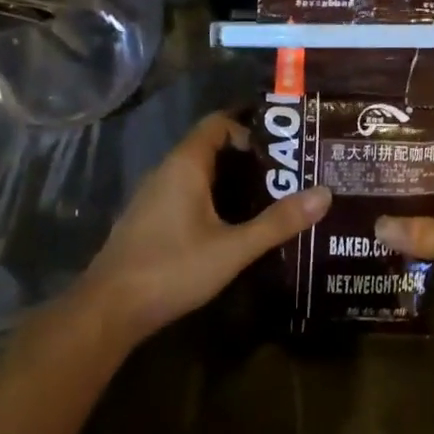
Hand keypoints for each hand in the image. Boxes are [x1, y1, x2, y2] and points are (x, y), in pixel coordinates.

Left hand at [80, 112, 329, 342]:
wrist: (108, 310)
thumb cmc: (172, 269)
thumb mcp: (233, 248)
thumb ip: (278, 222)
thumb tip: (325, 193)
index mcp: (185, 165)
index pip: (218, 123)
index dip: (250, 128)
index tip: (282, 149)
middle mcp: (166, 171)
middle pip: (210, 148)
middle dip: (248, 157)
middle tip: (287, 174)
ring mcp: (154, 197)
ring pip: (198, 174)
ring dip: (231, 181)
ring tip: (269, 198)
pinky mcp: (149, 221)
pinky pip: (187, 195)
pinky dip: (213, 199)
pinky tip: (234, 225)